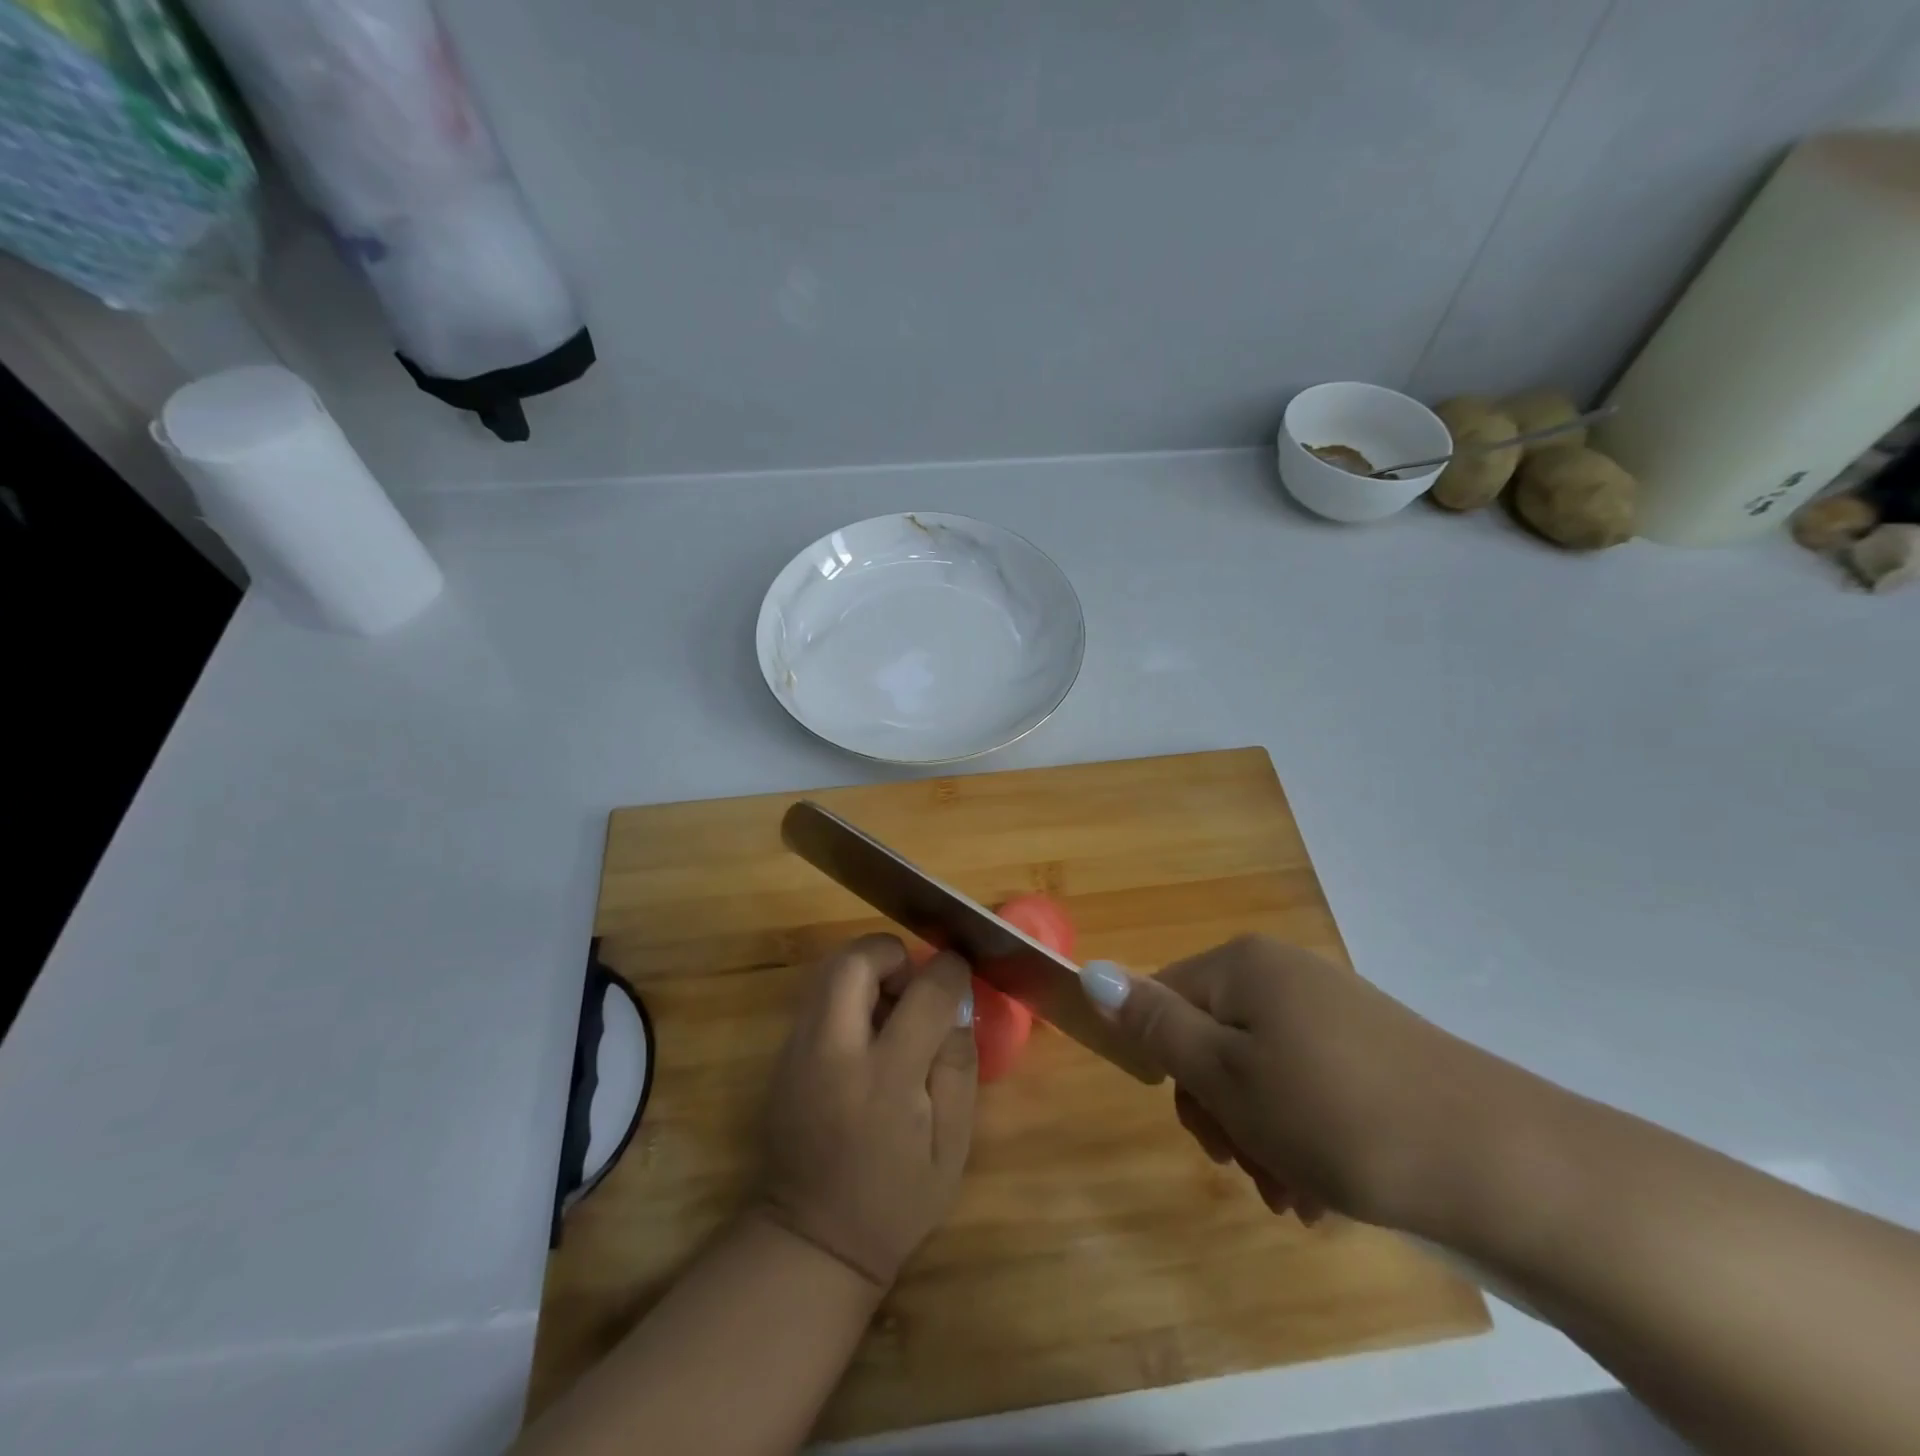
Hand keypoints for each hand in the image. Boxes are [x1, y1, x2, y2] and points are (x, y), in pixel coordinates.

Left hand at [759, 934, 977, 1287]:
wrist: (812, 1240)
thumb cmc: (896, 1200)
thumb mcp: (952, 1144)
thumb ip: (958, 1063)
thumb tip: (956, 1001)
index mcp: (886, 1078)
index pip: (925, 992)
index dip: (950, 970)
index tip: (960, 972)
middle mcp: (834, 1051)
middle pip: (857, 959)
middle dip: (893, 955)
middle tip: (914, 987)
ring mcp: (798, 1050)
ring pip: (829, 969)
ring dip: (868, 971)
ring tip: (892, 1012)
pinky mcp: (782, 1056)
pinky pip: (818, 997)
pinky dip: (847, 995)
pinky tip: (866, 1037)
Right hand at [1091, 936, 1520, 1234]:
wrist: (1508, 1167)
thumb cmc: (1339, 1116)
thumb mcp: (1228, 1074)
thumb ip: (1154, 1025)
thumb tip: (1090, 972)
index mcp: (1244, 965)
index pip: (1163, 1001)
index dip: (1171, 1070)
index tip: (1207, 1133)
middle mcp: (1285, 975)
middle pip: (1213, 1040)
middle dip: (1221, 1114)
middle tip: (1250, 1171)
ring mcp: (1334, 1013)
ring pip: (1261, 1074)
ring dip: (1262, 1137)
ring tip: (1296, 1196)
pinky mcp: (1374, 1053)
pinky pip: (1309, 1088)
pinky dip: (1304, 1137)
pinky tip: (1327, 1191)